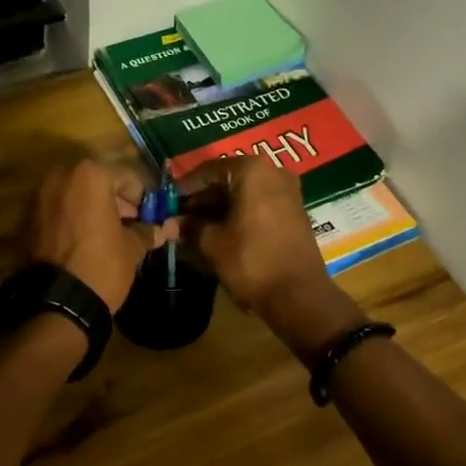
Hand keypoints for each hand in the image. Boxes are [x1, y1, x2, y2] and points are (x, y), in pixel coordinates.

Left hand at [21, 159, 162, 311]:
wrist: (55, 303)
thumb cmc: (101, 265)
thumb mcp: (132, 248)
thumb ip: (146, 232)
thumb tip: (162, 230)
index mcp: (90, 175)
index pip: (127, 177)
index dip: (142, 199)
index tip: (149, 217)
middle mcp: (60, 176)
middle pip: (97, 183)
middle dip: (114, 202)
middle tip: (129, 226)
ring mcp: (38, 196)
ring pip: (74, 196)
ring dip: (91, 211)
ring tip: (106, 237)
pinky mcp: (25, 218)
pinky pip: (57, 212)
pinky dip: (71, 221)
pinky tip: (83, 244)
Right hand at [175, 156, 361, 358]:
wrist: (299, 296)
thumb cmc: (251, 261)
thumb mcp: (212, 243)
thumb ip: (189, 227)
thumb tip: (168, 224)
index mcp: (251, 170)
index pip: (208, 170)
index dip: (184, 188)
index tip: (166, 203)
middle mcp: (273, 172)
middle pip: (227, 180)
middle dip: (201, 201)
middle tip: (178, 220)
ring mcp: (287, 192)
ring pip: (242, 194)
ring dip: (218, 211)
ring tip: (194, 231)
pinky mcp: (293, 212)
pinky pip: (258, 206)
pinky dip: (237, 216)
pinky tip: (219, 235)